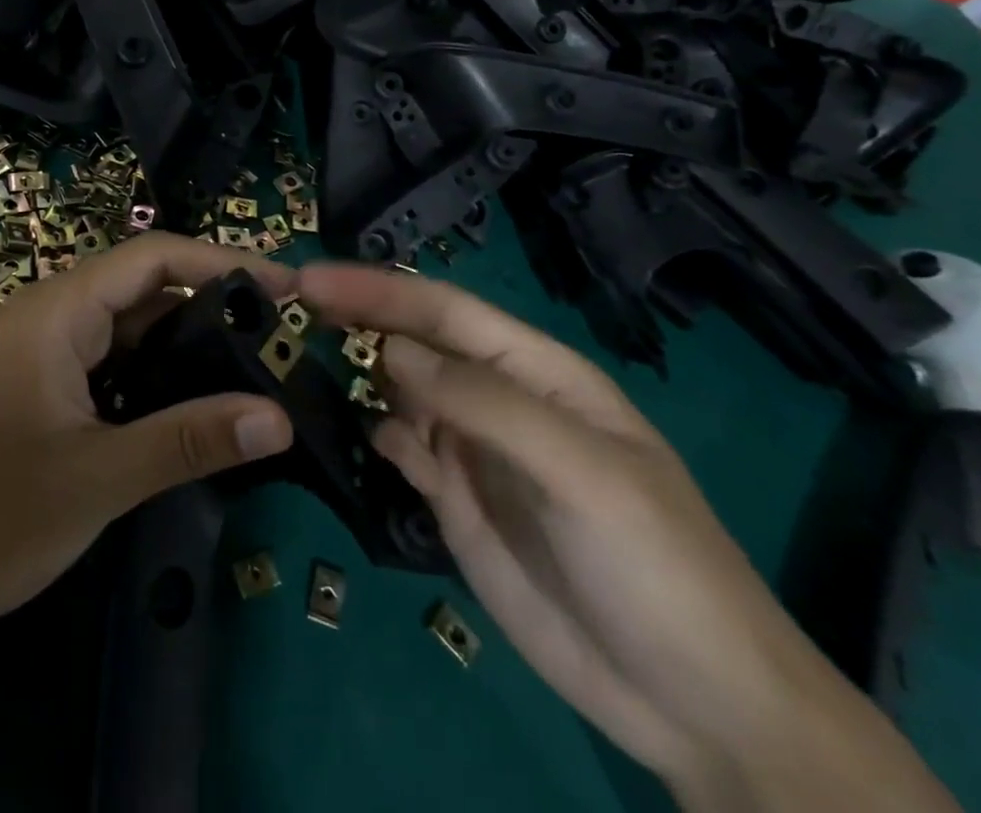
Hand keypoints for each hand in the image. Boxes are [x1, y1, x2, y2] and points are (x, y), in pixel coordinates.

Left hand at [0, 233, 295, 667]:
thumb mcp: (95, 478)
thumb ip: (187, 441)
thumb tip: (279, 419)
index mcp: (59, 310)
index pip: (155, 257)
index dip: (224, 262)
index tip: (288, 289)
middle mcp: (52, 316)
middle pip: (146, 288)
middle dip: (214, 305)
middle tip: (283, 339)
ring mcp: (43, 353)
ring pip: (129, 330)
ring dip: (187, 346)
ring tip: (255, 372)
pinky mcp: (40, 389)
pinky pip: (111, 365)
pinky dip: (156, 378)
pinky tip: (194, 410)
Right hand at [296, 263, 956, 812]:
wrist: (693, 703)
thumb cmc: (654, 565)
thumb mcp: (581, 472)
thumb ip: (485, 404)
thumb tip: (392, 351)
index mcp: (536, 371)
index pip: (444, 310)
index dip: (378, 288)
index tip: (311, 278)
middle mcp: (496, 396)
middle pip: (414, 339)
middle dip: (356, 315)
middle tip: (286, 302)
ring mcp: (472, 447)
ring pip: (398, 387)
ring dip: (354, 367)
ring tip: (295, 353)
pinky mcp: (453, 497)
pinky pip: (400, 445)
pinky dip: (371, 429)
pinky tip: (345, 428)